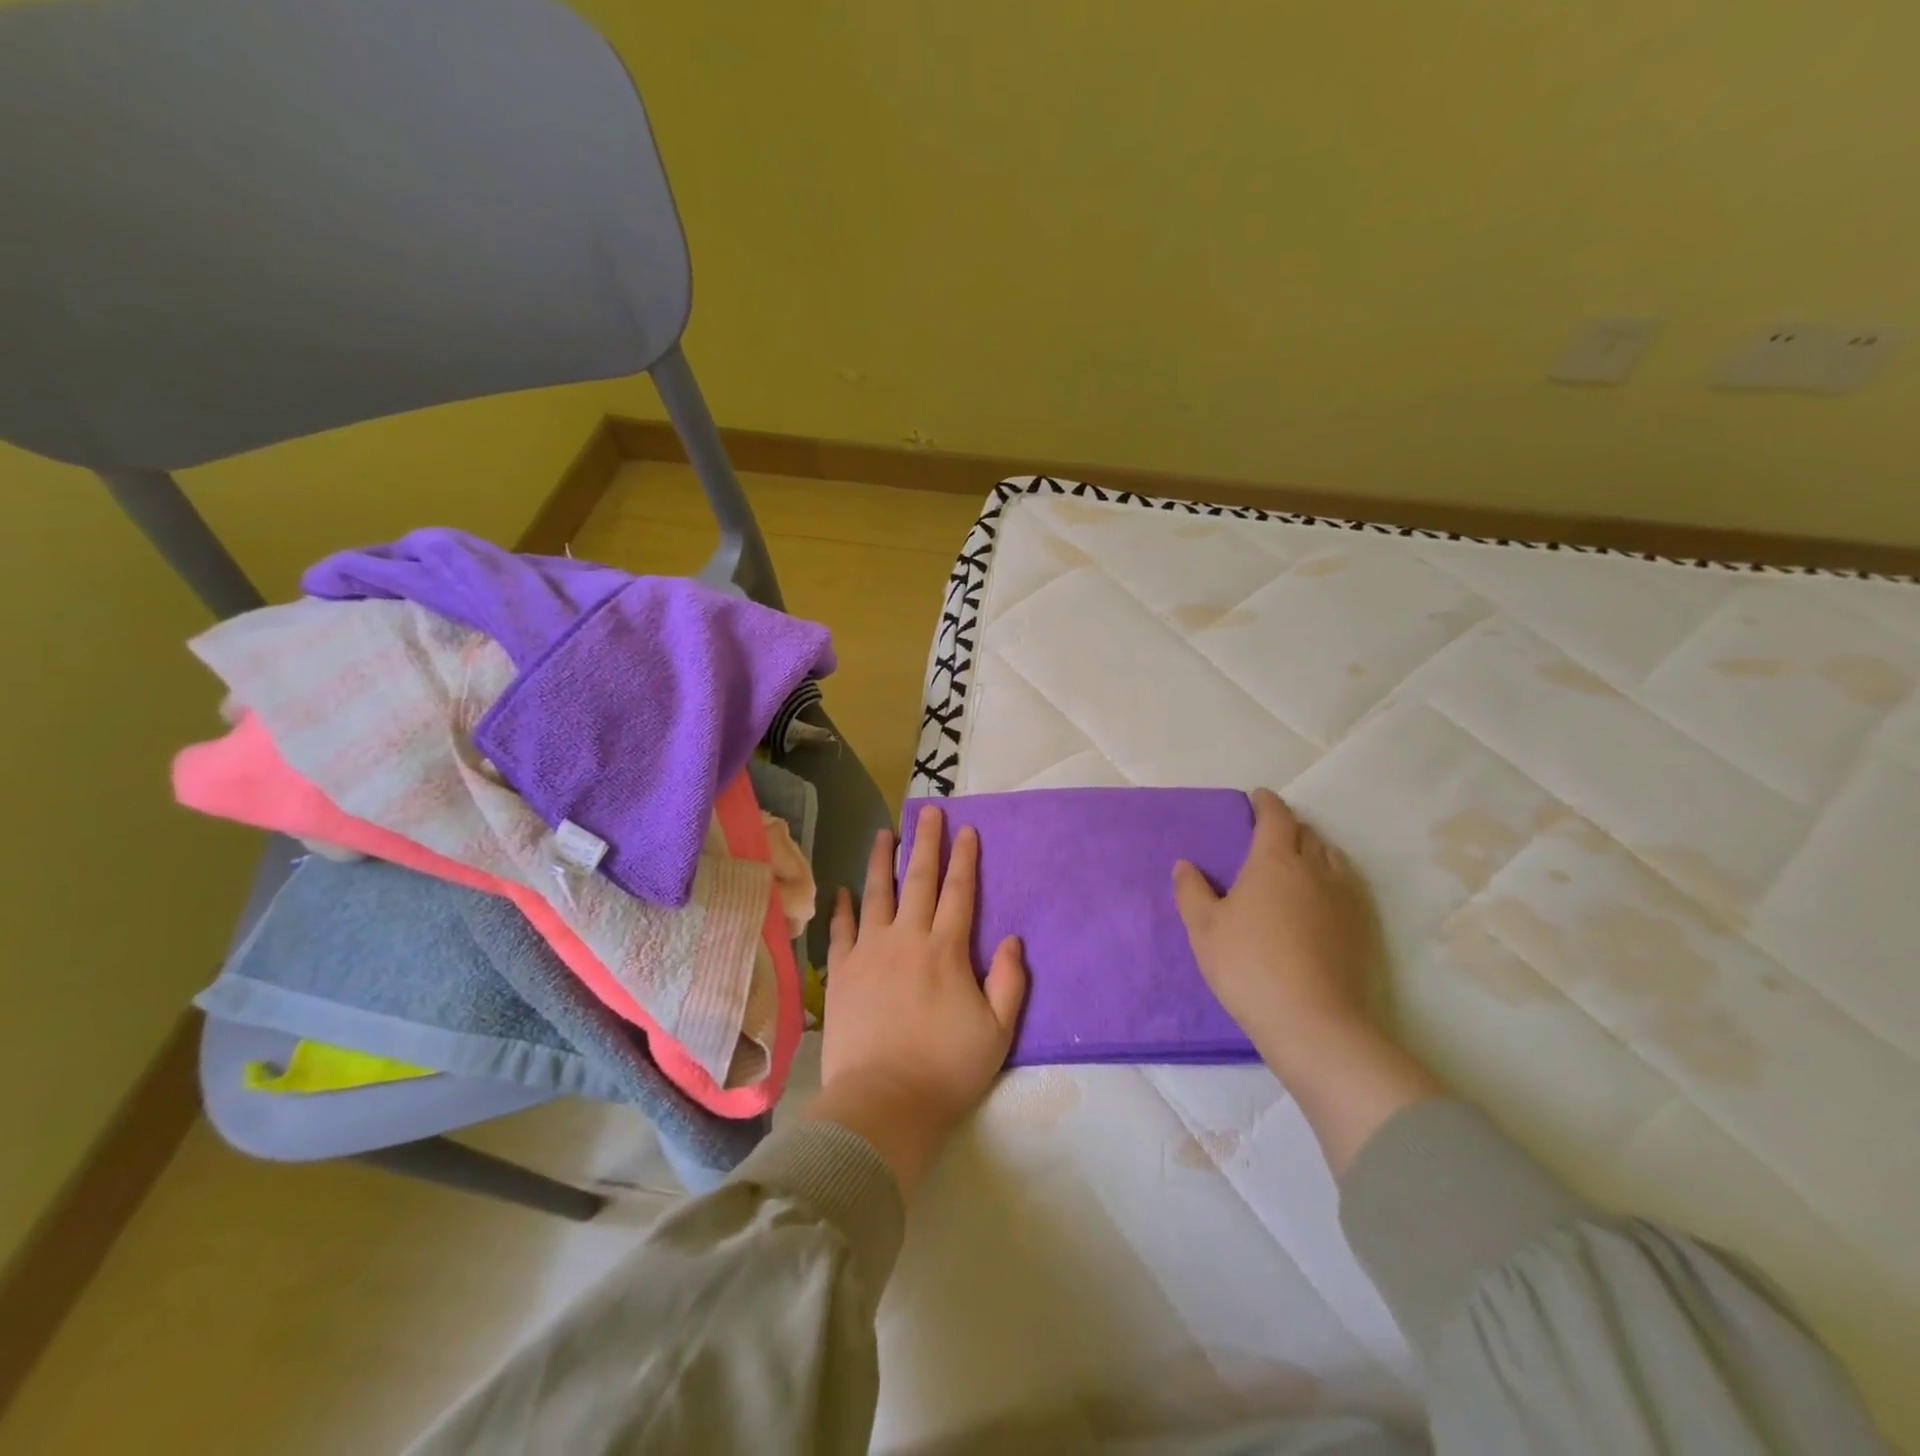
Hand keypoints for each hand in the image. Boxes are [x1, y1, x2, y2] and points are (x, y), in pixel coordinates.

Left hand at [807, 805, 1026, 1195]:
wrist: (884, 1103)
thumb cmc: (947, 1070)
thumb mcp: (998, 1031)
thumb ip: (1010, 982)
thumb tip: (1014, 938)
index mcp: (946, 951)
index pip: (959, 892)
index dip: (965, 858)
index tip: (966, 829)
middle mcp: (907, 939)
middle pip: (918, 880)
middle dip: (926, 843)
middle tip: (928, 810)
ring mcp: (870, 953)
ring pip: (876, 894)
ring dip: (882, 861)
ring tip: (884, 832)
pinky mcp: (842, 973)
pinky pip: (842, 930)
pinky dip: (843, 907)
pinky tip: (843, 890)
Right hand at [1173, 788, 1377, 1071]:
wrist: (1312, 1021)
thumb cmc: (1247, 966)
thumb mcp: (1204, 928)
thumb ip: (1191, 891)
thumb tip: (1185, 865)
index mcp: (1274, 861)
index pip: (1275, 817)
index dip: (1266, 803)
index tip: (1258, 797)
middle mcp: (1315, 869)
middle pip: (1306, 833)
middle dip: (1288, 826)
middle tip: (1270, 834)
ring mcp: (1345, 898)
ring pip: (1332, 857)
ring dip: (1314, 850)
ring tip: (1298, 863)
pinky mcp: (1363, 927)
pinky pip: (1348, 885)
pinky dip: (1333, 878)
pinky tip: (1322, 898)